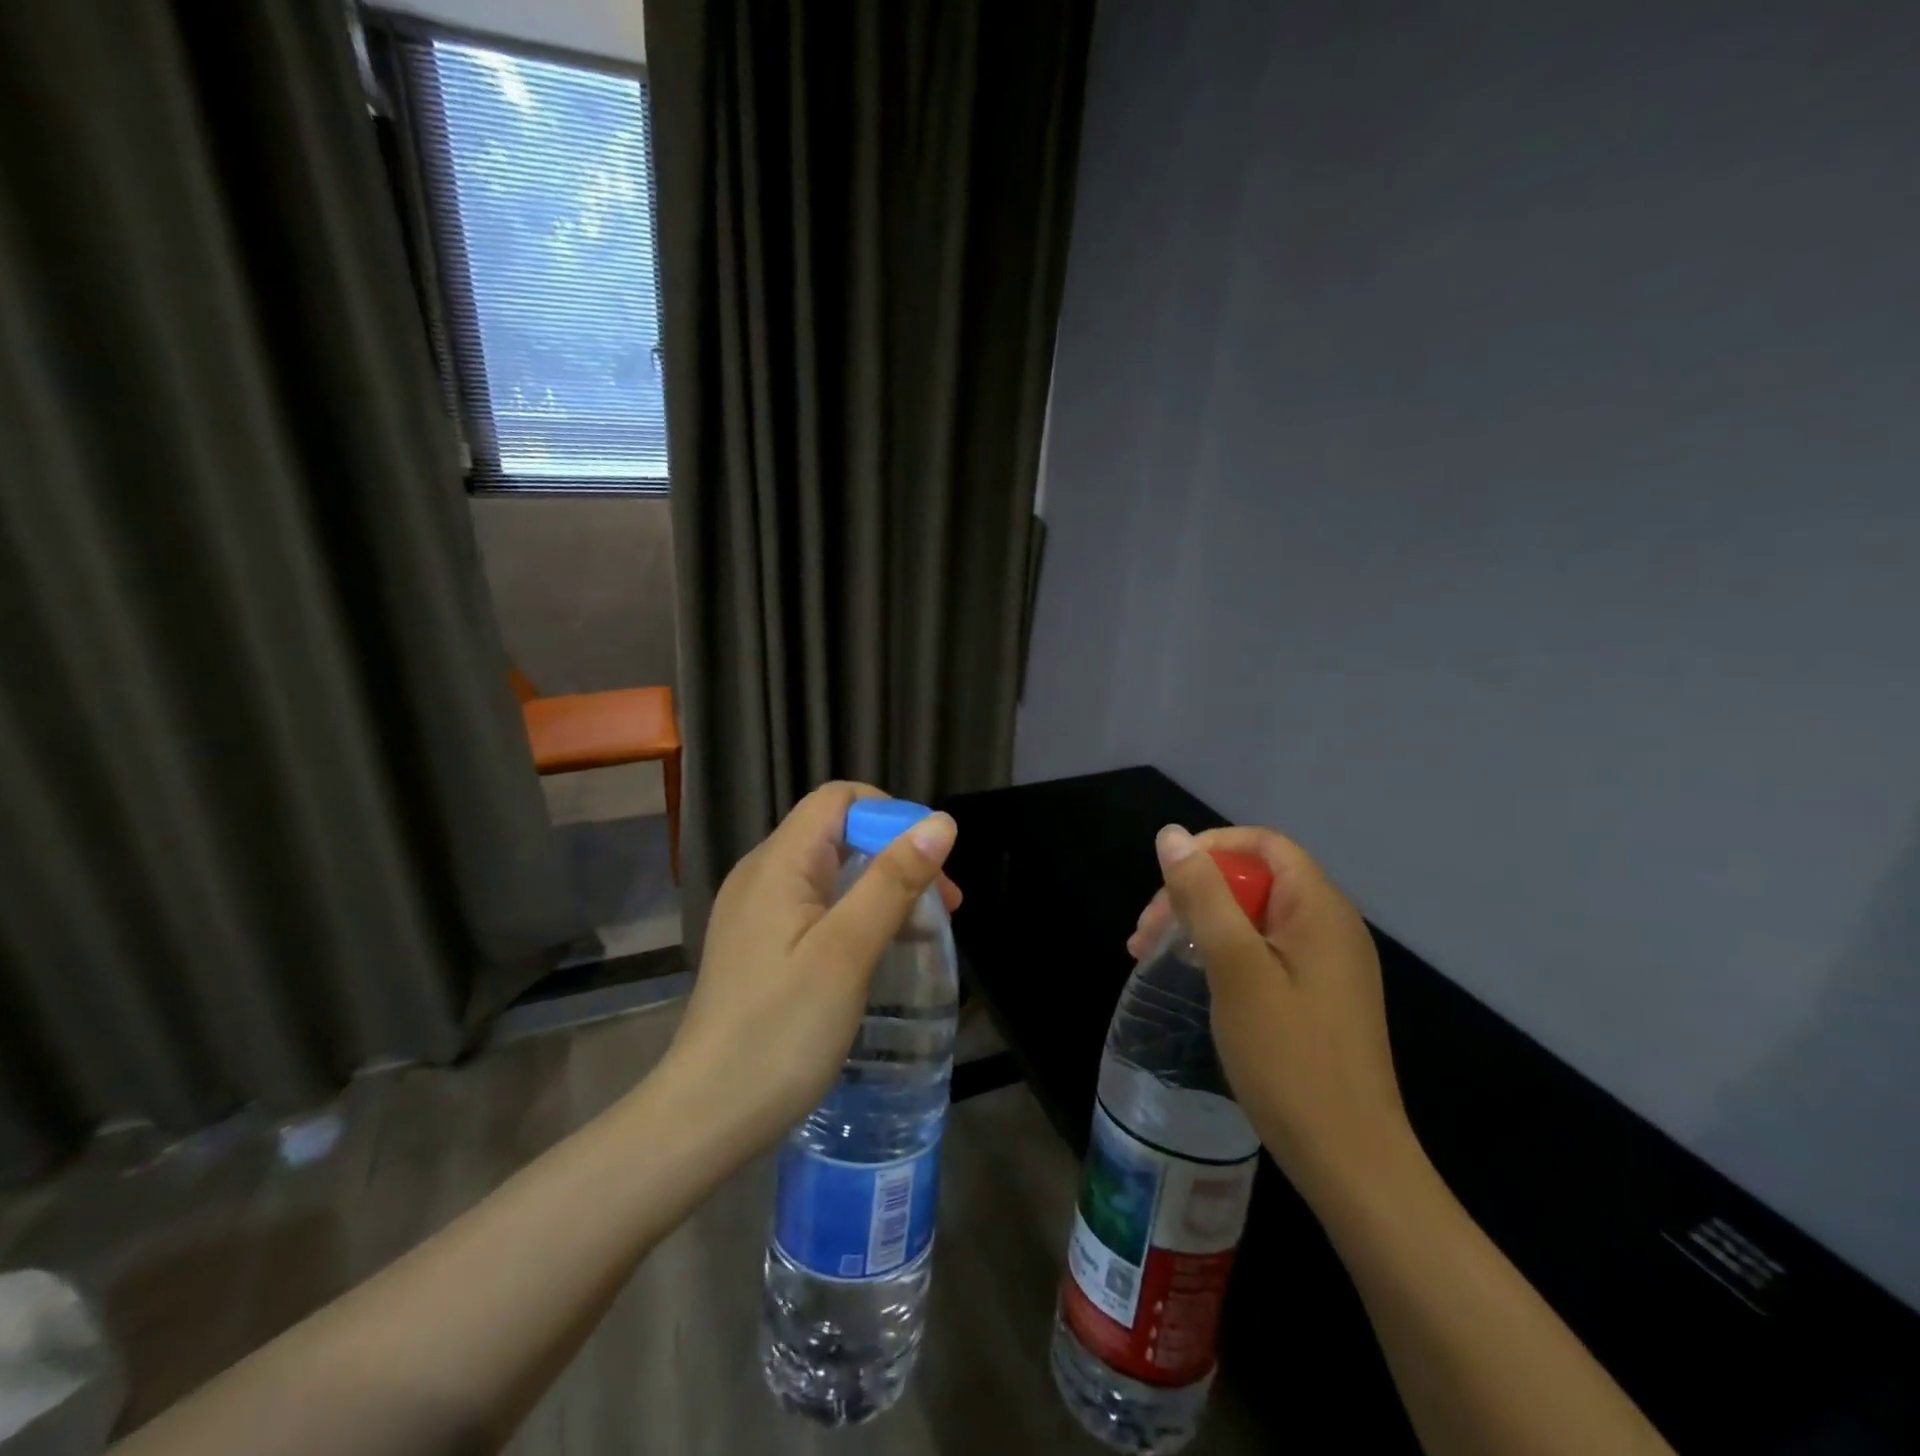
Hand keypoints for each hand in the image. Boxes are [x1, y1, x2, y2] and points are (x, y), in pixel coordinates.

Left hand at [660, 782, 959, 1154]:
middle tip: (942, 905)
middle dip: (895, 854)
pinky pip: (814, 905)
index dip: (891, 815)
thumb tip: (940, 822)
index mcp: (778, 863)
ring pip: (829, 871)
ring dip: (880, 886)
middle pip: (836, 832)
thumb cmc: (781, 1030)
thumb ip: (893, 880)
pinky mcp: (758, 944)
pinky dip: (854, 912)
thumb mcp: (848, 951)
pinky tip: (877, 950)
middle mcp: (761, 874)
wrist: (706, 1116)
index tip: (932, 861)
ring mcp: (755, 911)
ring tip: (921, 929)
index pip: (839, 799)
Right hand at [1129, 824, 1417, 1206]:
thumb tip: (1171, 835)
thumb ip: (1203, 896)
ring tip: (1152, 956)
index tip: (1165, 882)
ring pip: (1254, 917)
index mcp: (1320, 909)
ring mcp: (1327, 965)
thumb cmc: (1289, 1059)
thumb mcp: (1235, 968)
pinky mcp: (1318, 997)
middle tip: (1145, 934)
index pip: (1264, 844)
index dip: (1211, 848)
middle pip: (1254, 880)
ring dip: (1201, 925)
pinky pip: (1264, 951)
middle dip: (1194, 893)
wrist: (1350, 1161)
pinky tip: (1195, 979)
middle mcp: (1330, 926)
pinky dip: (1223, 953)